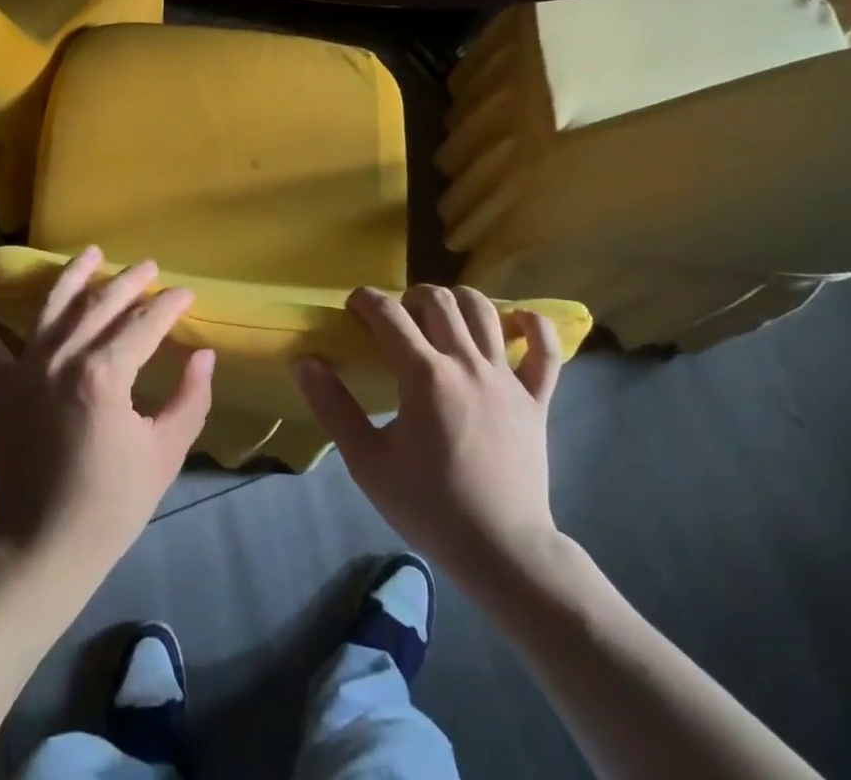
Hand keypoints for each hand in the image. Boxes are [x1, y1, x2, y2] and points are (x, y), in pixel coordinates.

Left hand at [0, 247, 214, 610]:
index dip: (169, 305)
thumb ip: (189, 398)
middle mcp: (64, 358)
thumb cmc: (111, 505)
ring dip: (73, 274)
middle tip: (150, 266)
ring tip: (91, 252)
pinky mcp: (1, 388)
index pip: (145, 323)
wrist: (42, 549)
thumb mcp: (164, 453)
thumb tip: (203, 355)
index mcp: (105, 374)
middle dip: (130, 281)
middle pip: (102, 304)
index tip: (186, 292)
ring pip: (52, 306)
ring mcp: (27, 369)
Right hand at [294, 285, 563, 588]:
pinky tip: (517, 319)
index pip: (388, 313)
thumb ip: (333, 407)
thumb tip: (304, 361)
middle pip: (438, 301)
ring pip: (484, 311)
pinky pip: (546, 350)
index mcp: (425, 376)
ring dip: (458, 301)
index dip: (366, 300)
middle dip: (409, 297)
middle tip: (396, 319)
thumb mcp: (367, 462)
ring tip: (441, 316)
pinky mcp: (536, 399)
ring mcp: (506, 379)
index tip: (353, 309)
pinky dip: (534, 326)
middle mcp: (466, 364)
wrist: (504, 553)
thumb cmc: (430, 507)